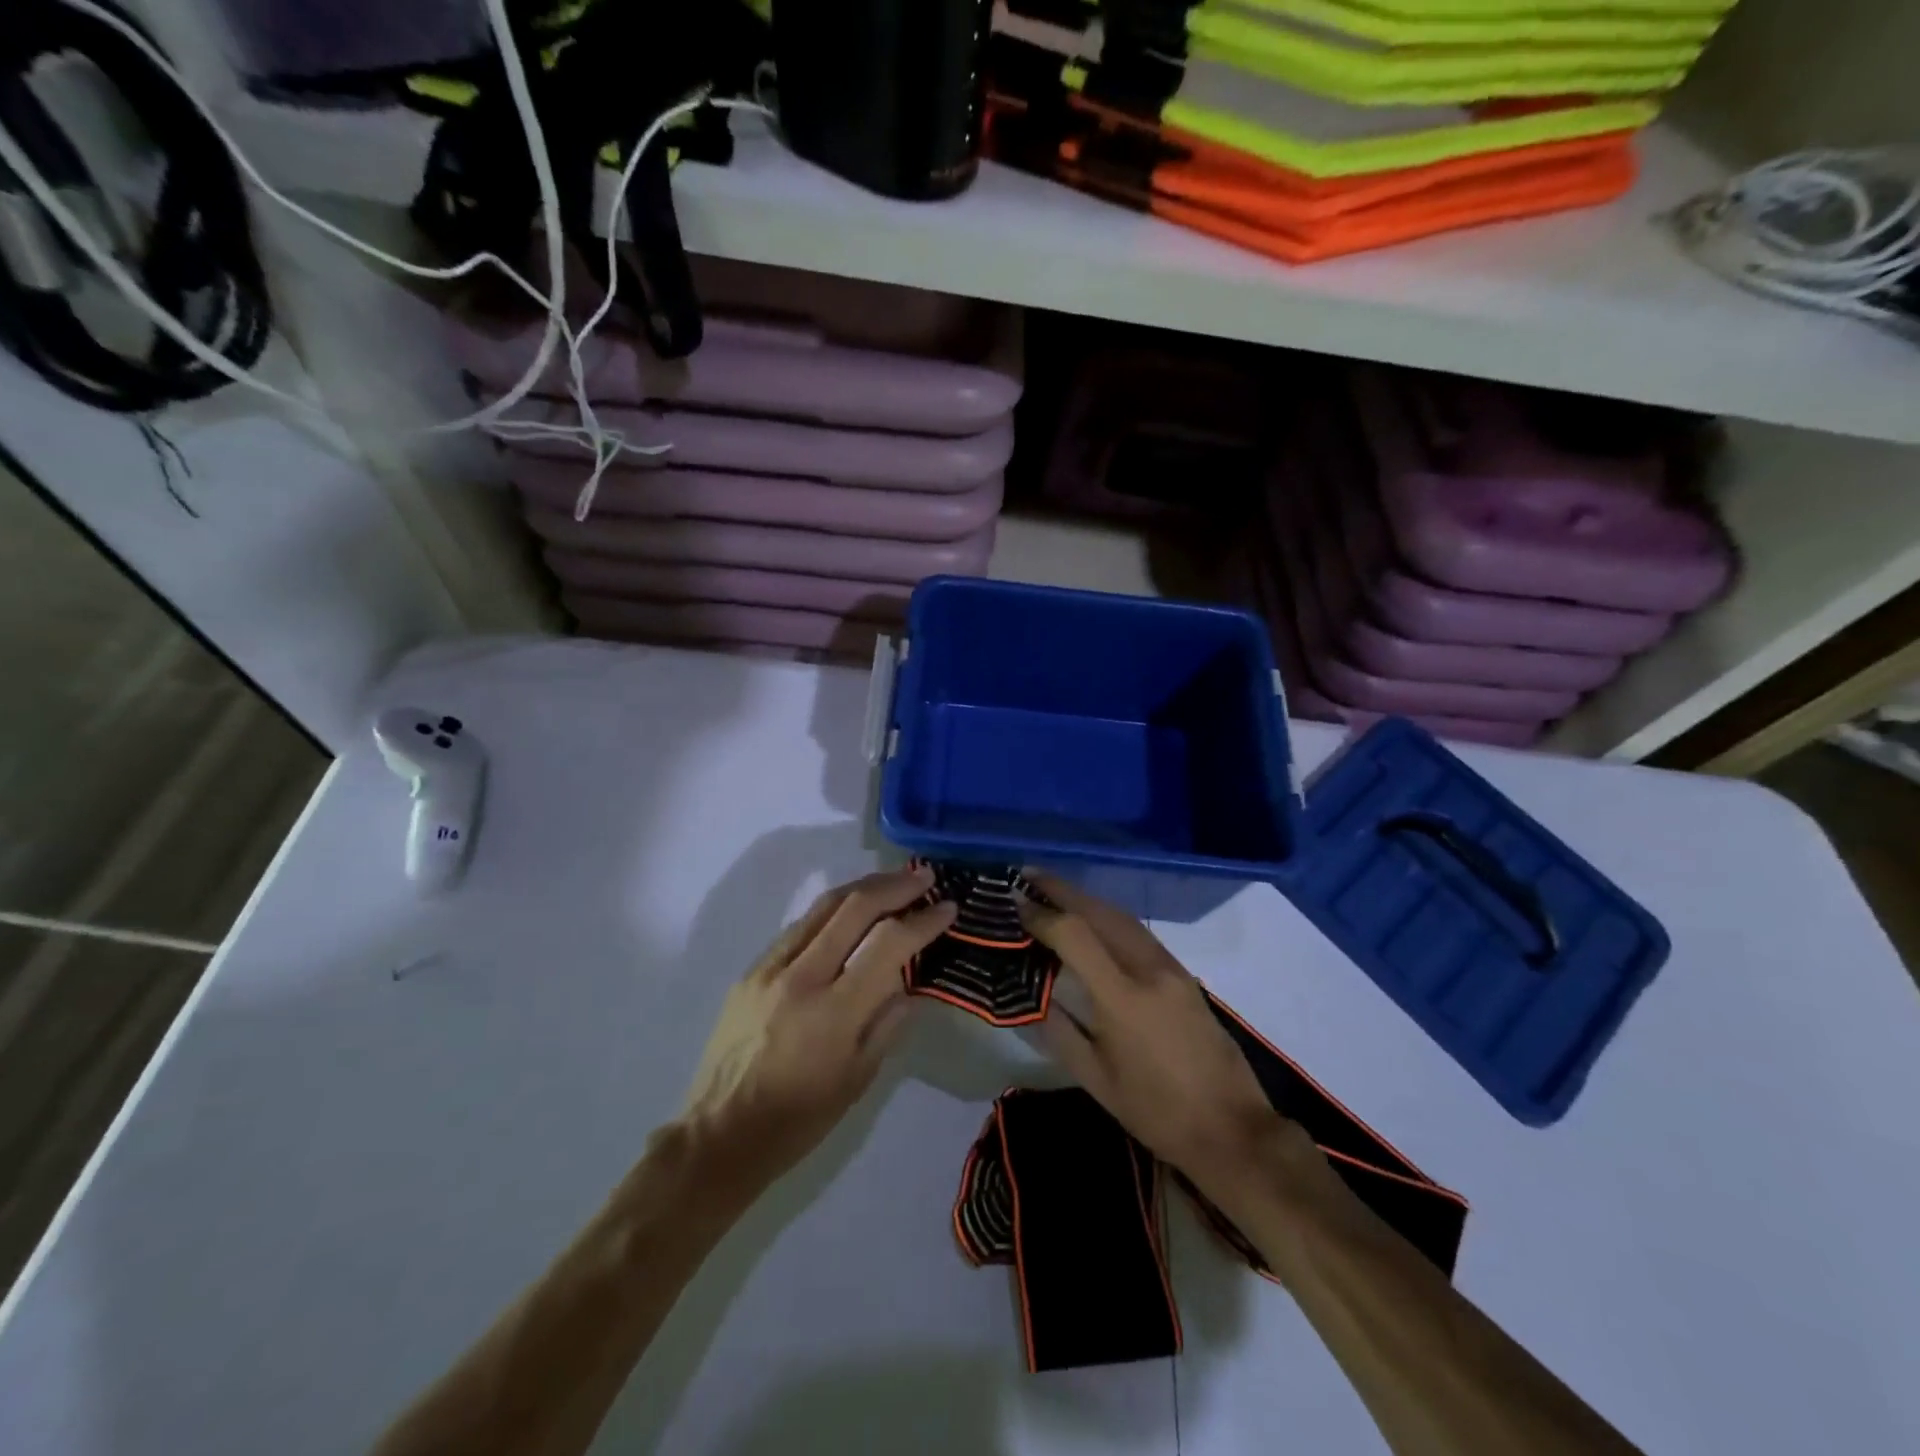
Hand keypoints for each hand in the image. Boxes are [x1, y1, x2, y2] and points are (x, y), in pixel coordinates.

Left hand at [679, 865, 956, 1201]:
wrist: (719, 1135)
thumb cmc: (798, 1120)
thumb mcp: (858, 1079)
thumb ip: (888, 1022)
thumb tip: (909, 980)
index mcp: (834, 1012)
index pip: (888, 944)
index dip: (923, 921)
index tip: (948, 908)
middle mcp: (801, 977)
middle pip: (853, 907)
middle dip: (895, 886)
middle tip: (924, 875)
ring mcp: (770, 968)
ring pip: (823, 907)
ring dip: (863, 887)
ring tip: (893, 881)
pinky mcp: (751, 971)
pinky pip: (798, 927)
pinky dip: (831, 911)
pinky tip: (848, 913)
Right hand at [1020, 873, 1282, 1187]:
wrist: (1231, 1129)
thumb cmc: (1156, 1112)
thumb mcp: (1095, 1079)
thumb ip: (1058, 1031)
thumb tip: (1029, 996)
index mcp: (1123, 998)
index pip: (1075, 935)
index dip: (1041, 915)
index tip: (1014, 903)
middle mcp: (1148, 969)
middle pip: (1100, 912)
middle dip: (1062, 890)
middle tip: (1027, 877)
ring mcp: (1171, 968)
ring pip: (1122, 916)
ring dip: (1086, 899)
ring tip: (1053, 891)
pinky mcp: (1184, 974)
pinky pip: (1138, 931)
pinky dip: (1108, 915)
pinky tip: (1092, 919)